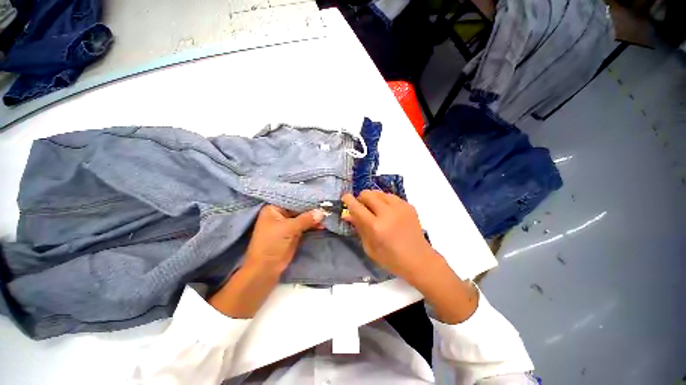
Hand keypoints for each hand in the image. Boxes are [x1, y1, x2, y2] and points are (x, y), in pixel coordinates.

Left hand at [244, 205, 323, 273]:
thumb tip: (321, 212)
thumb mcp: (288, 228)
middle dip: (312, 209)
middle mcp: (281, 214)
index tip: (320, 197)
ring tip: (327, 216)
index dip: (306, 199)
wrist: (266, 268)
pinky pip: (306, 226)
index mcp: (274, 209)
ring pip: (304, 217)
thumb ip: (305, 219)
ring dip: (314, 218)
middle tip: (326, 207)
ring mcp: (288, 224)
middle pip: (299, 208)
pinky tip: (323, 224)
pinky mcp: (294, 233)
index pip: (292, 200)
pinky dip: (314, 225)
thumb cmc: (272, 243)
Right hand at [341, 191, 433, 282]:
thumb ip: (359, 228)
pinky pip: (391, 196)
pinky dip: (385, 200)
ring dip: (373, 198)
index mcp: (376, 227)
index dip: (349, 200)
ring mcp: (400, 208)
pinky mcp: (408, 206)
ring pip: (379, 192)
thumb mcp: (369, 247)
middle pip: (368, 194)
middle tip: (362, 207)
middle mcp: (388, 213)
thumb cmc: (391, 258)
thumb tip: (347, 214)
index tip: (345, 197)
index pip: (357, 207)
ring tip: (375, 209)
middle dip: (361, 198)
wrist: (419, 259)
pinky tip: (387, 211)